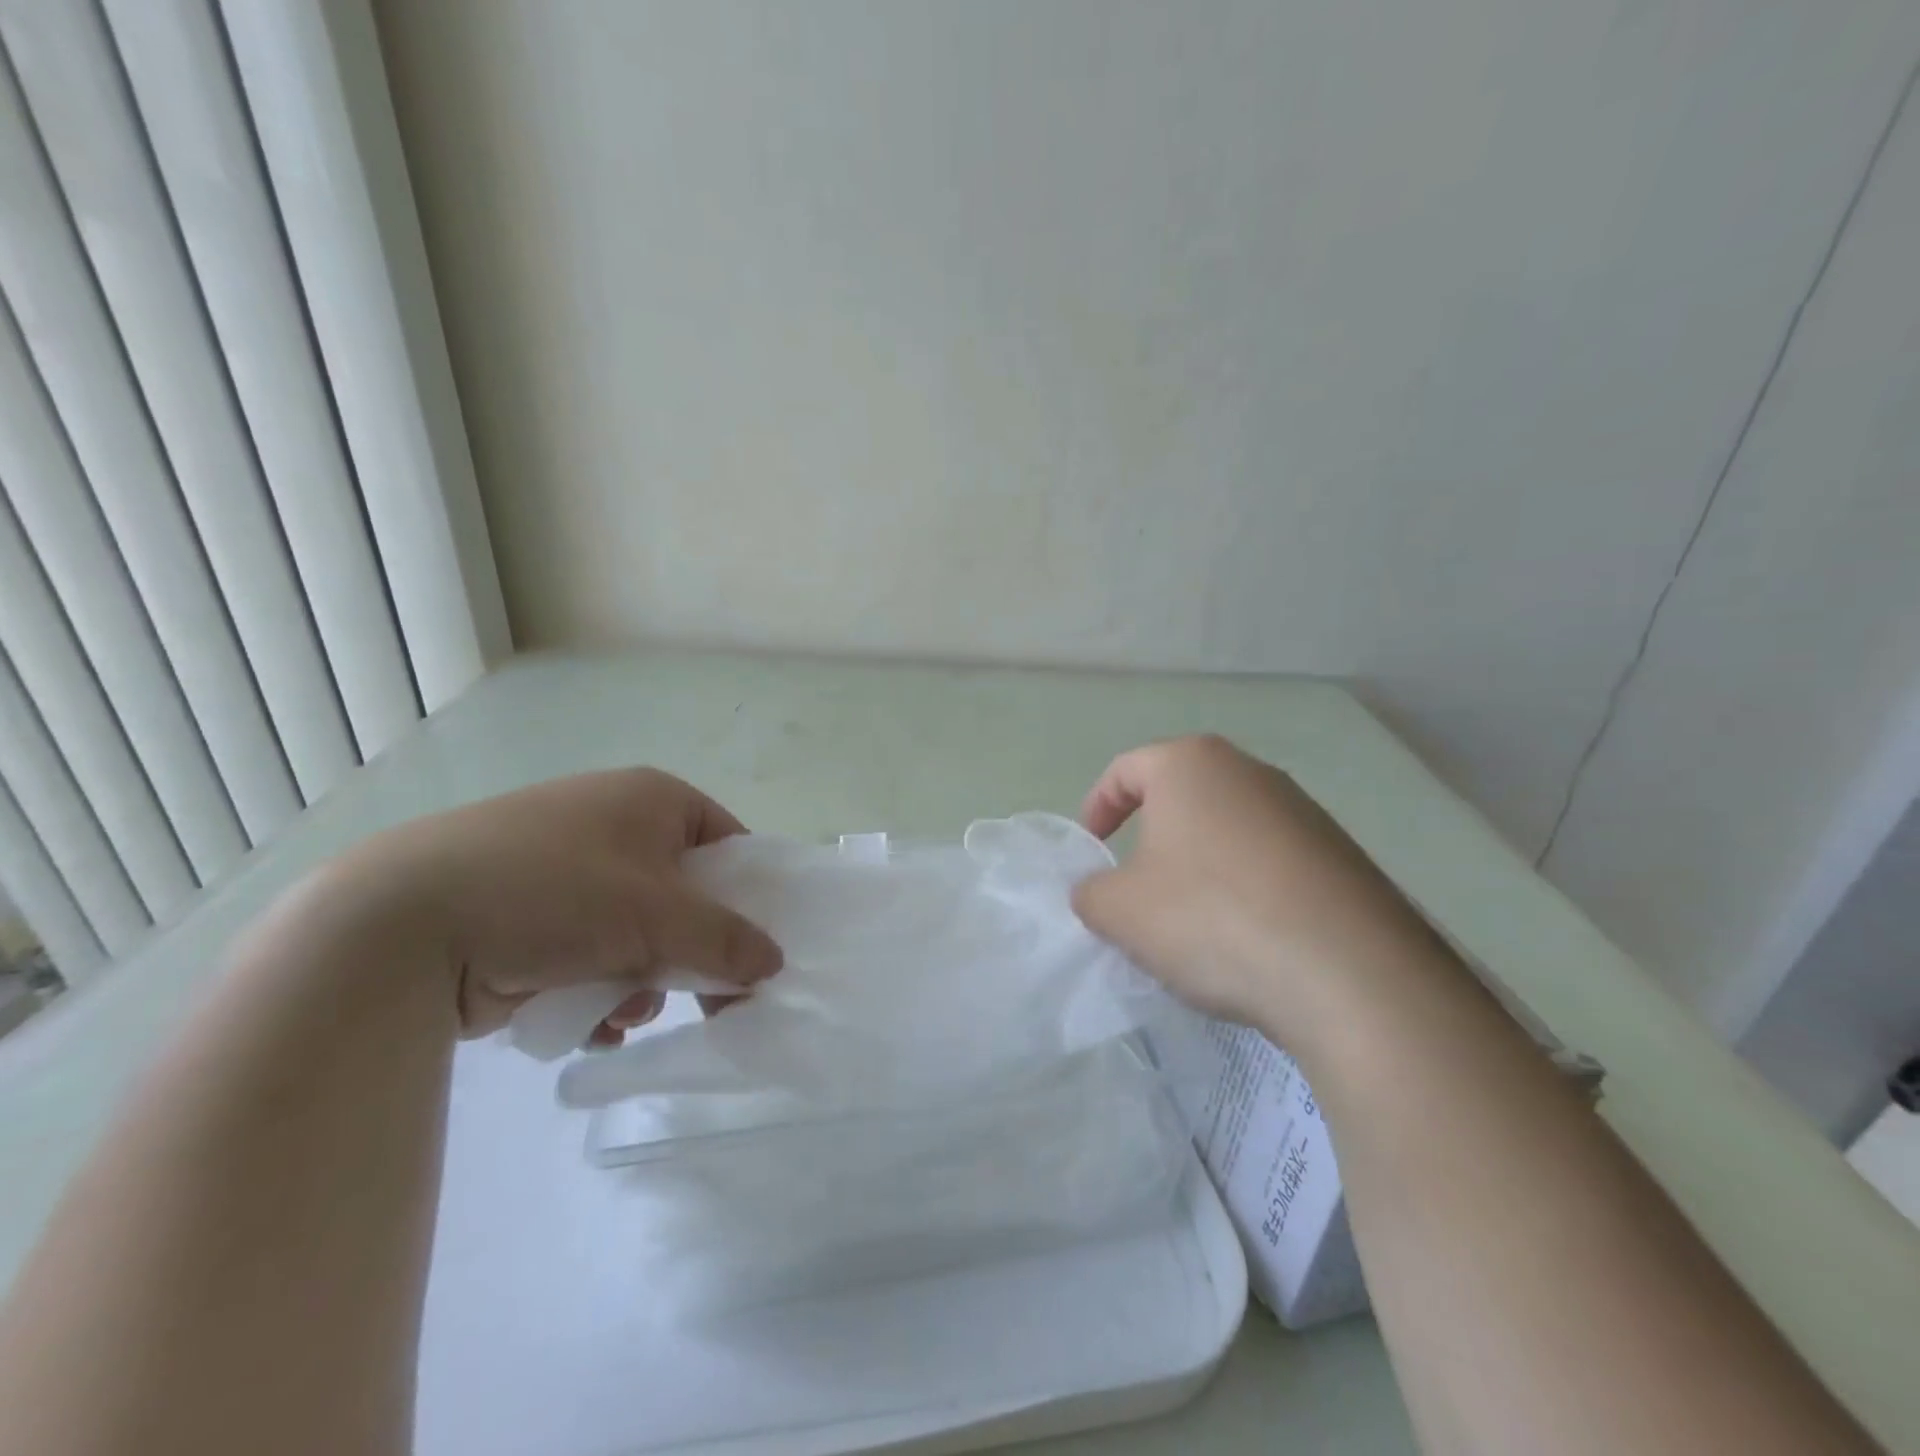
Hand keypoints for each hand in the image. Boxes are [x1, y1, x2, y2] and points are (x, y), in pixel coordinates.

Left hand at [321, 768, 782, 1042]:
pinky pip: (590, 950)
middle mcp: (612, 822)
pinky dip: (598, 987)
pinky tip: (590, 1023)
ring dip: (644, 977)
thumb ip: (726, 940)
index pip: (727, 843)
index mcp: (651, 798)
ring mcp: (564, 867)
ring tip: (627, 1010)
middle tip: (705, 998)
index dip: (746, 896)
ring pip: (638, 930)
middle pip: (683, 893)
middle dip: (690, 951)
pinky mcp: (526, 912)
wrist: (401, 923)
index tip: (750, 949)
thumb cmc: (556, 891)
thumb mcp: (658, 915)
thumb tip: (774, 963)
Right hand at [1073, 735, 1454, 1044]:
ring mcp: (1304, 811)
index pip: (1126, 769)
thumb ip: (1090, 892)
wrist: (1350, 974)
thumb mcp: (1119, 910)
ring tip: (1193, 922)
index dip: (1098, 807)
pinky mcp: (1342, 855)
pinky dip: (1246, 888)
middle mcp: (1250, 772)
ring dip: (1200, 865)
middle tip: (1137, 888)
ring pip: (1228, 829)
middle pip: (1181, 795)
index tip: (1093, 851)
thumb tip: (1100, 892)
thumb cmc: (1211, 918)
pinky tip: (1248, 938)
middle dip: (1151, 837)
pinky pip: (1271, 861)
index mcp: (1191, 764)